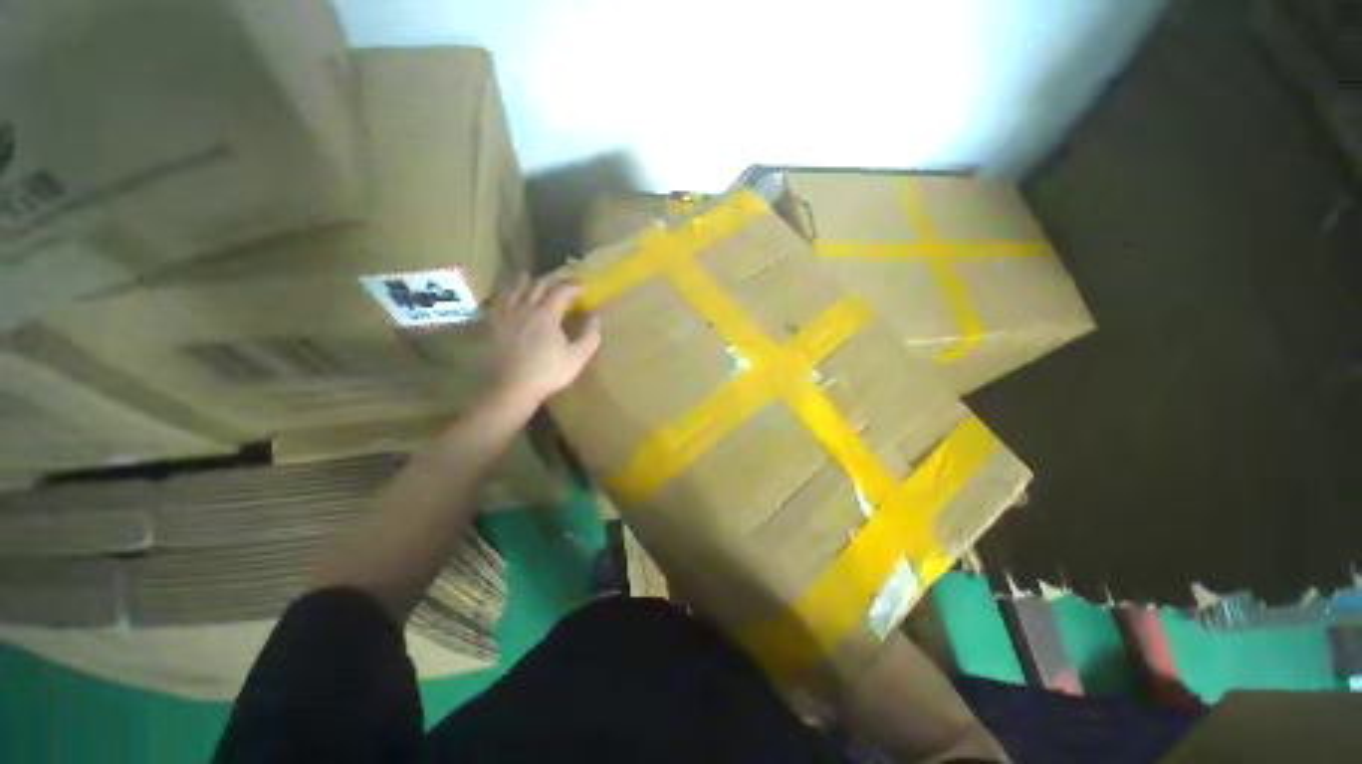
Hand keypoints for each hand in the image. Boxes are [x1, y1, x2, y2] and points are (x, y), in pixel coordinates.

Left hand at [488, 273, 601, 406]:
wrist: (512, 388)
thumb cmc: (548, 372)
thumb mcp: (578, 356)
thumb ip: (590, 334)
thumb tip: (596, 315)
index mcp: (546, 313)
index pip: (561, 290)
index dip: (574, 287)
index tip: (584, 289)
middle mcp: (524, 307)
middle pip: (538, 284)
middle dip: (554, 280)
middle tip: (564, 283)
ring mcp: (505, 314)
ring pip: (516, 288)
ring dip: (529, 281)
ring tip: (537, 281)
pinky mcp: (492, 324)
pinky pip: (499, 300)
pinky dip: (509, 293)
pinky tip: (511, 297)